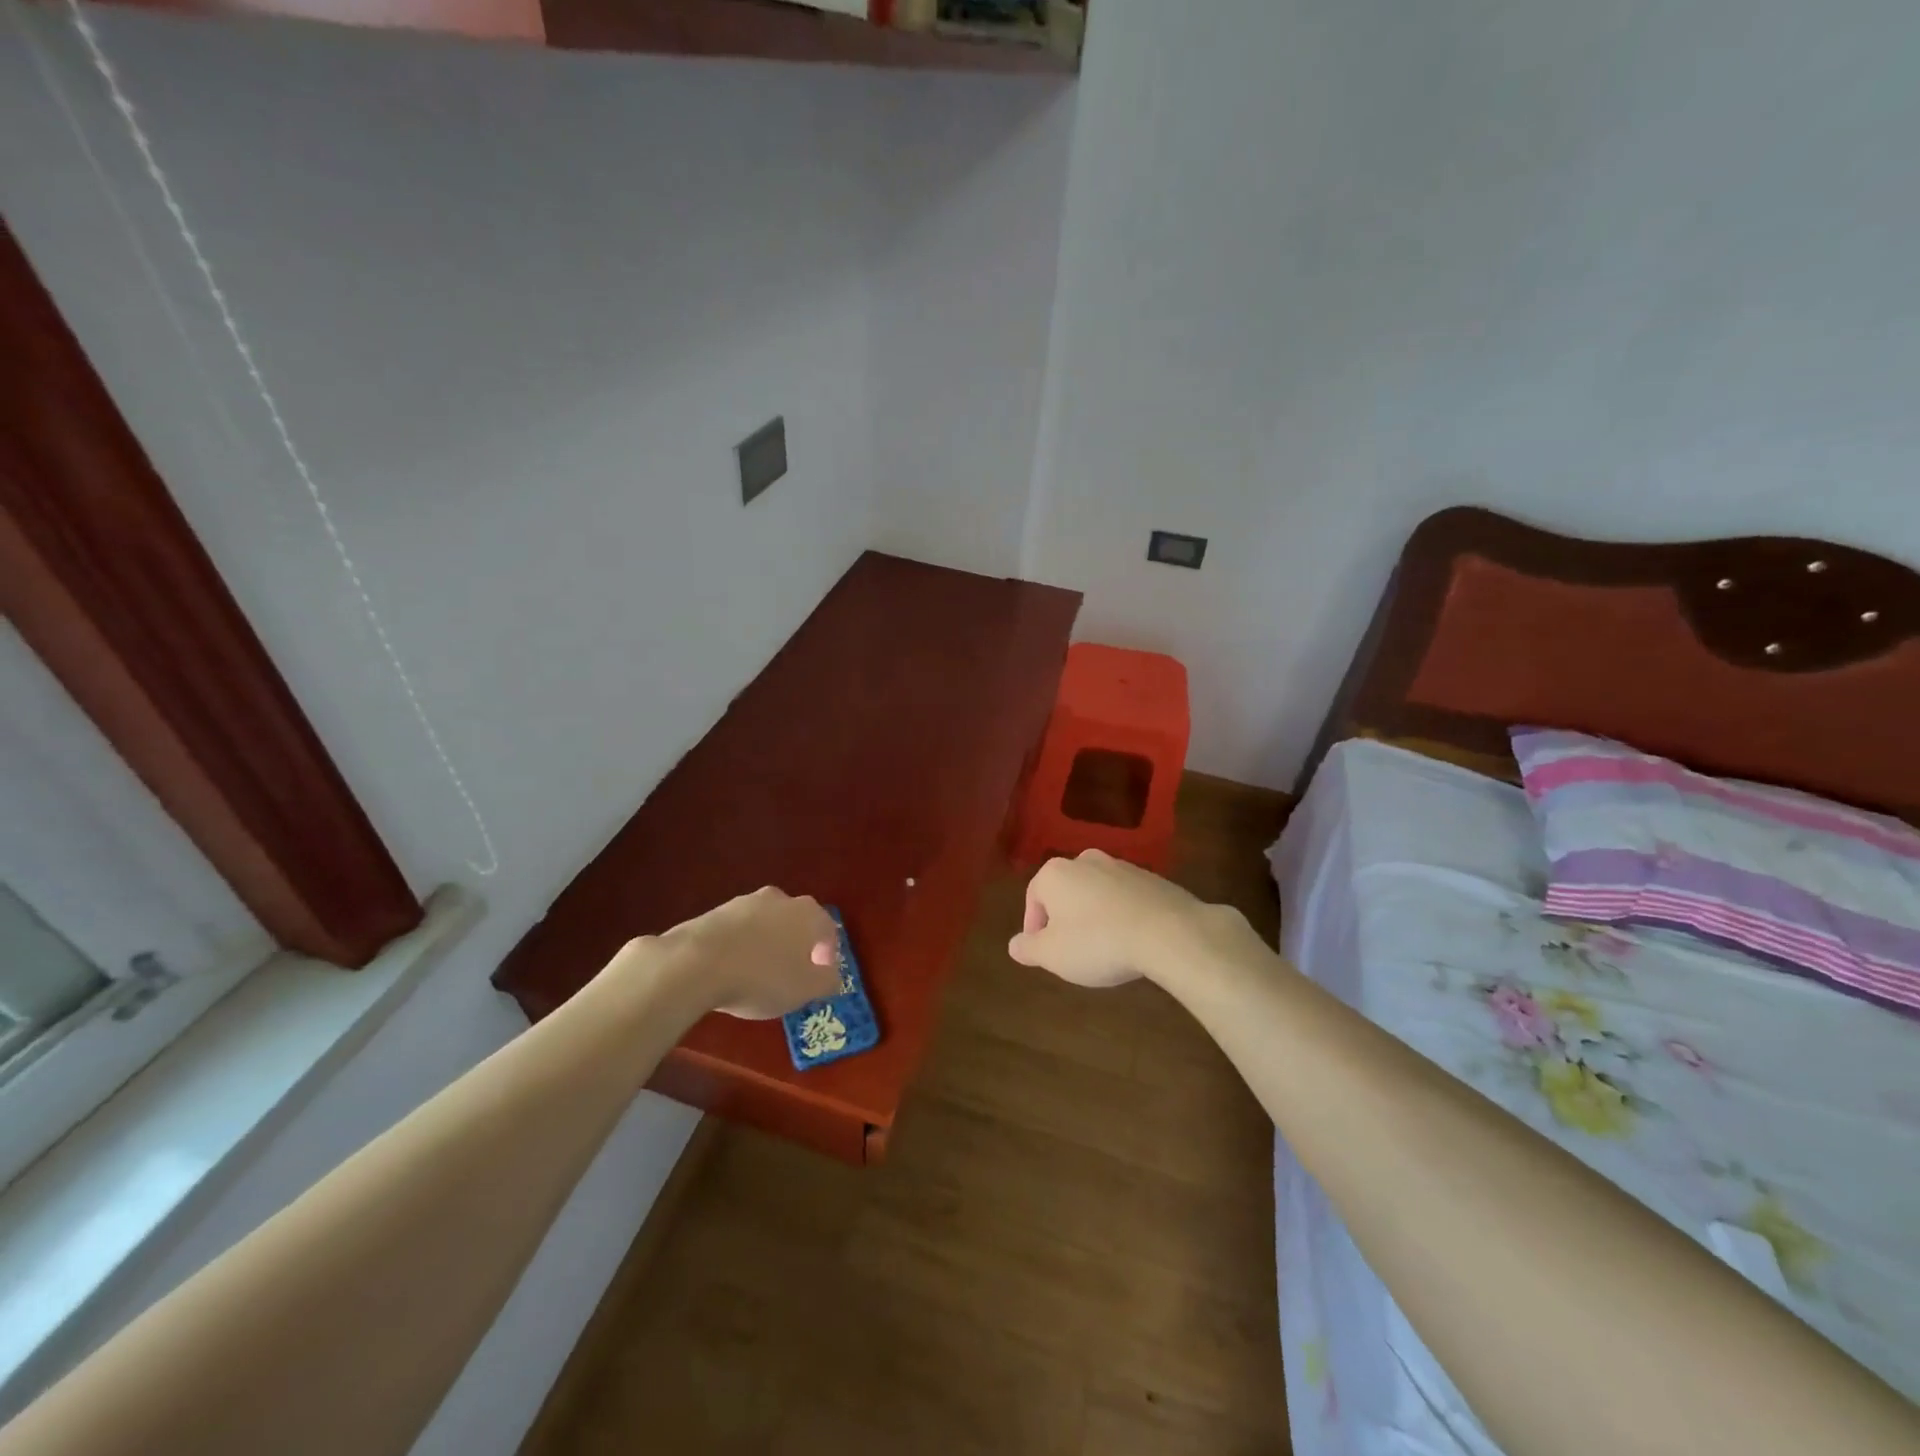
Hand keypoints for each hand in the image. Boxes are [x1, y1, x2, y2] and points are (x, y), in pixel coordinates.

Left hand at [652, 887, 840, 1019]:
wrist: (696, 963)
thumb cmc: (762, 977)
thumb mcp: (805, 989)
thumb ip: (827, 981)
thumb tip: (832, 976)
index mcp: (808, 913)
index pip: (828, 930)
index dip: (827, 955)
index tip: (817, 978)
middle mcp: (780, 899)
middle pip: (796, 922)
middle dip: (796, 945)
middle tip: (789, 974)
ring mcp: (745, 902)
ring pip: (765, 923)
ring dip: (766, 944)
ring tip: (756, 974)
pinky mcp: (715, 912)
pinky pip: (737, 931)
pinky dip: (740, 946)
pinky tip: (730, 970)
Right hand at [1008, 849, 1253, 988]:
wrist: (1169, 932)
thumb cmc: (1098, 942)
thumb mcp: (1053, 955)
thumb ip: (1028, 949)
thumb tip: (1014, 945)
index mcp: (1055, 873)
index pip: (1033, 897)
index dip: (1034, 927)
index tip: (1043, 953)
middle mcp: (1086, 860)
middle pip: (1066, 891)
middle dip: (1065, 919)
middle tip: (1071, 951)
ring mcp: (1122, 866)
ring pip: (1097, 893)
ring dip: (1094, 916)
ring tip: (1104, 949)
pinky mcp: (1152, 878)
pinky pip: (1126, 898)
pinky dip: (1122, 915)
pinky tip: (1131, 941)